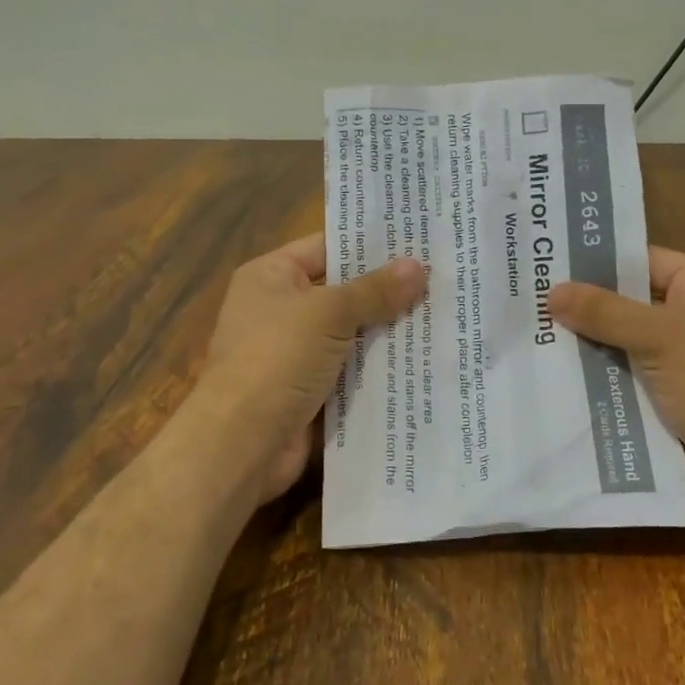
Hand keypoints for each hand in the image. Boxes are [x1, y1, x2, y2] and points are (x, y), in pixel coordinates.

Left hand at [192, 233, 427, 503]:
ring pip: (352, 335)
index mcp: (271, 276)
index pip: (326, 247)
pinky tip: (424, 362)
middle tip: (442, 279)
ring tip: (444, 317)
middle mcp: (280, 310)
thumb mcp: (328, 314)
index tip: (417, 240)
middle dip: (388, 291)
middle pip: (342, 292)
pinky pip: (352, 373)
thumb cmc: (276, 360)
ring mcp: (295, 354)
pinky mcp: (310, 392)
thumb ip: (374, 291)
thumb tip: (418, 266)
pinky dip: (380, 370)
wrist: (241, 444)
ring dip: (389, 332)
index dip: (369, 244)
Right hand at [549, 247, 684, 519]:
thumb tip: (552, 291)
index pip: (644, 261)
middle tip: (532, 307)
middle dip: (588, 310)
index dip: (596, 265)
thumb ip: (605, 313)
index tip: (547, 269)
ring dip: (595, 348)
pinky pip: (640, 375)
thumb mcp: (660, 339)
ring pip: (633, 343)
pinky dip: (612, 378)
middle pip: (634, 303)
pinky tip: (567, 380)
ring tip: (536, 342)